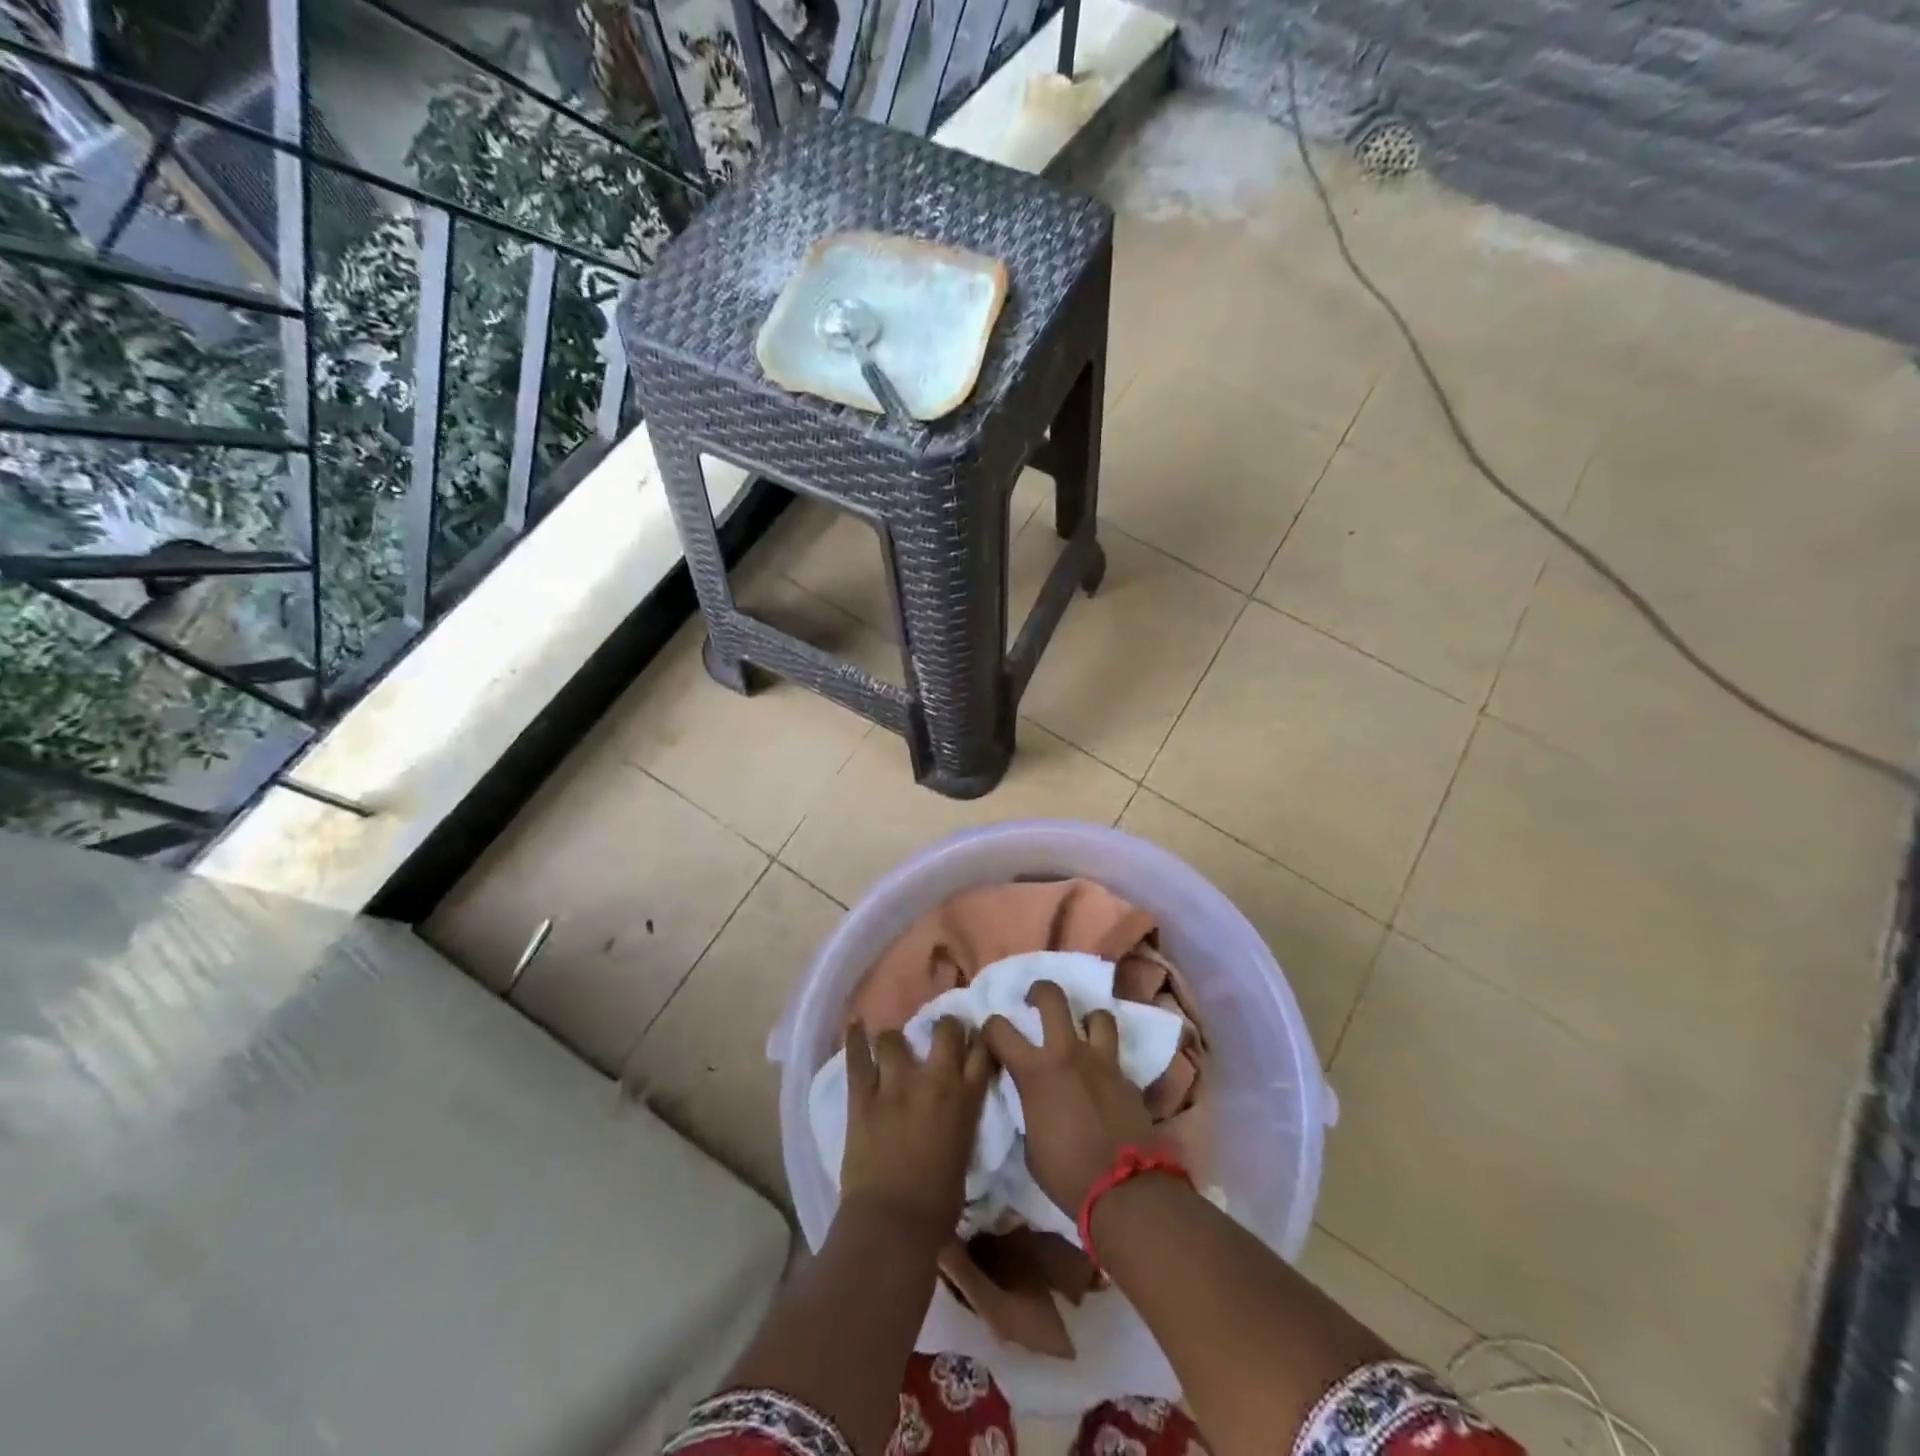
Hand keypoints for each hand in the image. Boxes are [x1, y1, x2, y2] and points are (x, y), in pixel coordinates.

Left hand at [840, 1017, 992, 1235]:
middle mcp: (935, 1081)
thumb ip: (961, 1120)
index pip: (982, 1050)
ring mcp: (896, 1085)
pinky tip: (854, 1022)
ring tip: (890, 1048)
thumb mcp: (964, 1153)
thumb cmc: (939, 1204)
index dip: (979, 1038)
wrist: (894, 1224)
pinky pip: (857, 1057)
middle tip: (936, 1035)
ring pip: (895, 1038)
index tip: (974, 1037)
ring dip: (894, 1042)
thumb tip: (954, 1110)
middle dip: (943, 1027)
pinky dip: (855, 1037)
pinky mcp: (864, 1096)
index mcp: (966, 1100)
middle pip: (945, 1030)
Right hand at [982, 980, 1159, 1217]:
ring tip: (1080, 1033)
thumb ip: (1028, 1109)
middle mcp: (1067, 1053)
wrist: (1125, 1189)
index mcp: (1034, 1072)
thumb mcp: (1030, 1144)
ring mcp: (1101, 1061)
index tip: (991, 1037)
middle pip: (1052, 997)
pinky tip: (1102, 1074)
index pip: (999, 1030)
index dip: (990, 1028)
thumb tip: (1032, 1100)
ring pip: (1096, 1014)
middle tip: (1034, 1002)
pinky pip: (1115, 1053)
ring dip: (1085, 1020)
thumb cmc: (1067, 1174)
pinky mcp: (1127, 1076)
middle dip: (1039, 992)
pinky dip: (1105, 1057)